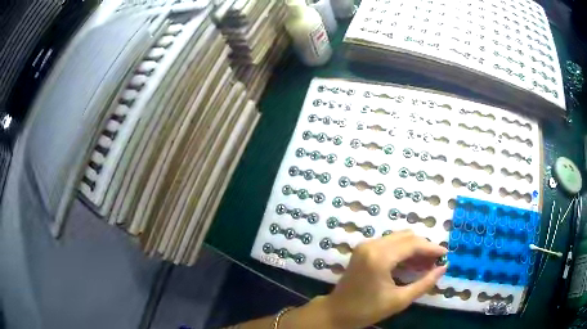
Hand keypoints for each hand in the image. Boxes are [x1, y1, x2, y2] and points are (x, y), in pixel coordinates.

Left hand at [323, 230, 447, 327]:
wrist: (336, 312)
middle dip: (424, 247)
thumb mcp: (399, 300)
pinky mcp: (363, 249)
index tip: (446, 254)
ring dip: (414, 247)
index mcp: (379, 258)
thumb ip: (424, 283)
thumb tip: (444, 268)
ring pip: (399, 238)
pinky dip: (403, 250)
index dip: (432, 248)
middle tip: (436, 261)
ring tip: (426, 263)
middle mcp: (372, 245)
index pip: (413, 244)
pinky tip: (411, 262)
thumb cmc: (367, 310)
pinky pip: (389, 243)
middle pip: (407, 237)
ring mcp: (366, 245)